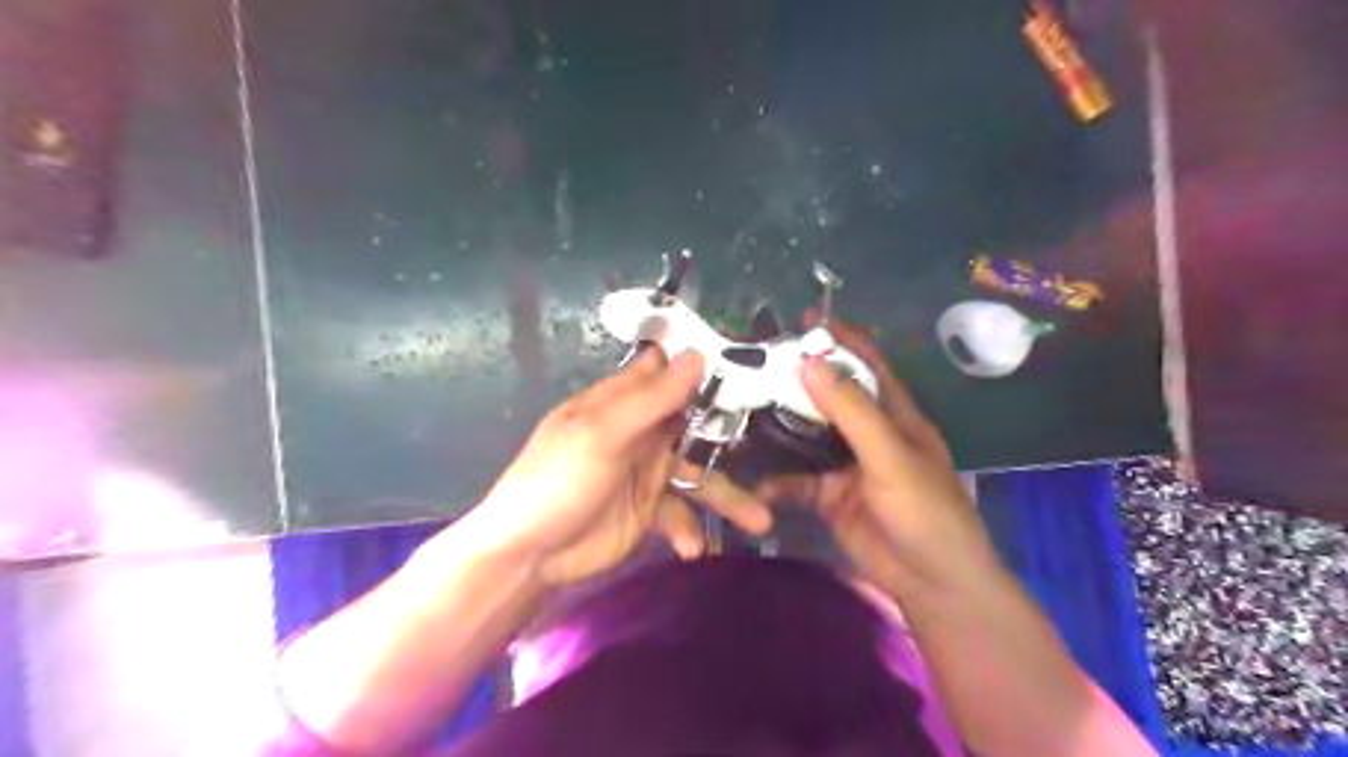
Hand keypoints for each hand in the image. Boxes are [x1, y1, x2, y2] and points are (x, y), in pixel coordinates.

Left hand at [469, 345, 767, 586]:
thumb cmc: (558, 481)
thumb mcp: (603, 435)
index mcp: (620, 402)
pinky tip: (691, 547)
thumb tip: (699, 356)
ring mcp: (645, 471)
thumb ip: (651, 399)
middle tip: (778, 440)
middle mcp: (639, 430)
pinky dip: (688, 530)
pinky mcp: (647, 510)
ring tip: (760, 521)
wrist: (528, 555)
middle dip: (730, 432)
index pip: (666, 370)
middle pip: (693, 421)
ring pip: (698, 474)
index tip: (749, 364)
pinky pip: (680, 514)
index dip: (702, 364)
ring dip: (727, 497)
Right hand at [757, 316, 998, 600]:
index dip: (840, 338)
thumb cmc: (925, 509)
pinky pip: (796, 482)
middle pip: (829, 396)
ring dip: (779, 425)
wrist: (932, 582)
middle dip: (797, 379)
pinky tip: (751, 480)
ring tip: (740, 407)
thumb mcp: (889, 454)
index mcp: (894, 414)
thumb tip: (808, 361)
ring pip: (806, 436)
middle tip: (754, 363)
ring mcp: (846, 465)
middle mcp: (868, 433)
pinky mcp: (830, 497)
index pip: (866, 363)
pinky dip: (775, 481)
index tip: (804, 318)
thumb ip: (850, 410)